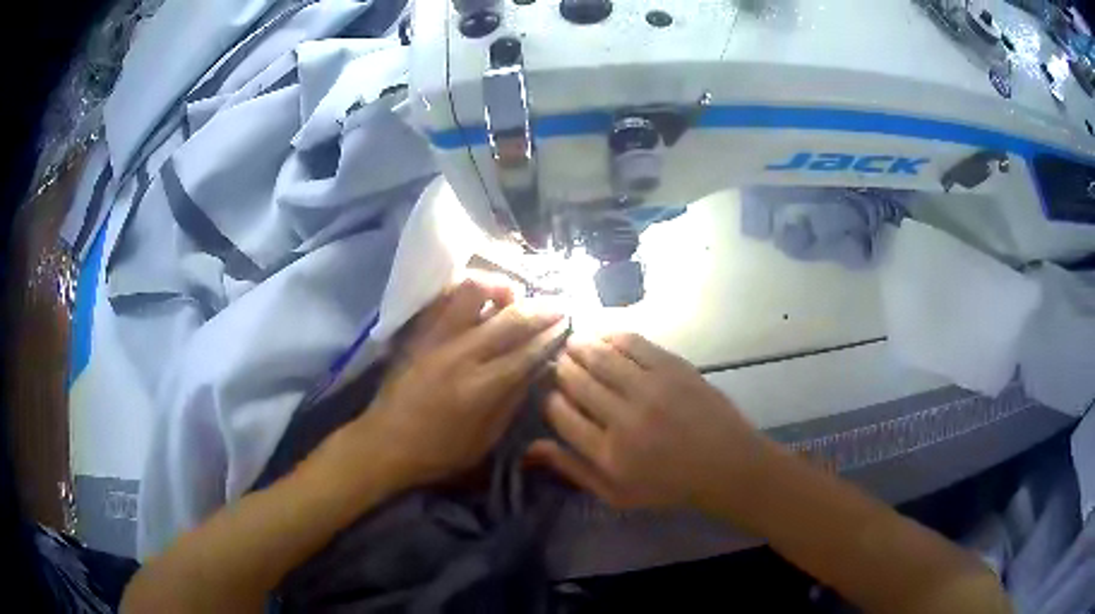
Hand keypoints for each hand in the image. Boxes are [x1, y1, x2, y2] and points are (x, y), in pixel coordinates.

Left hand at [340, 276, 566, 491]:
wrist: (385, 442)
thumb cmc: (438, 451)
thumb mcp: (485, 440)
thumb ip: (512, 401)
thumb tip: (535, 369)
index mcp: (480, 388)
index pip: (526, 351)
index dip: (551, 334)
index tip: (569, 322)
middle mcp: (461, 354)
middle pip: (509, 318)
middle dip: (540, 308)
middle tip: (558, 304)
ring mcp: (437, 338)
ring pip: (472, 292)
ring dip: (499, 288)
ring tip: (512, 297)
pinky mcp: (420, 332)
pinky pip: (445, 297)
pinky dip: (467, 291)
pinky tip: (478, 300)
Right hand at [528, 333, 769, 515]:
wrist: (726, 464)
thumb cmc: (668, 485)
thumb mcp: (615, 493)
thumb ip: (572, 470)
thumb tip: (531, 447)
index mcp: (607, 453)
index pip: (560, 413)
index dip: (549, 398)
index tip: (552, 394)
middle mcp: (624, 417)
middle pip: (576, 380)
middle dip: (561, 368)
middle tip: (559, 363)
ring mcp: (651, 389)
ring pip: (600, 356)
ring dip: (580, 346)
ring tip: (574, 344)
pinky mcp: (673, 368)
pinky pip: (633, 343)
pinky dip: (612, 335)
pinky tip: (604, 336)